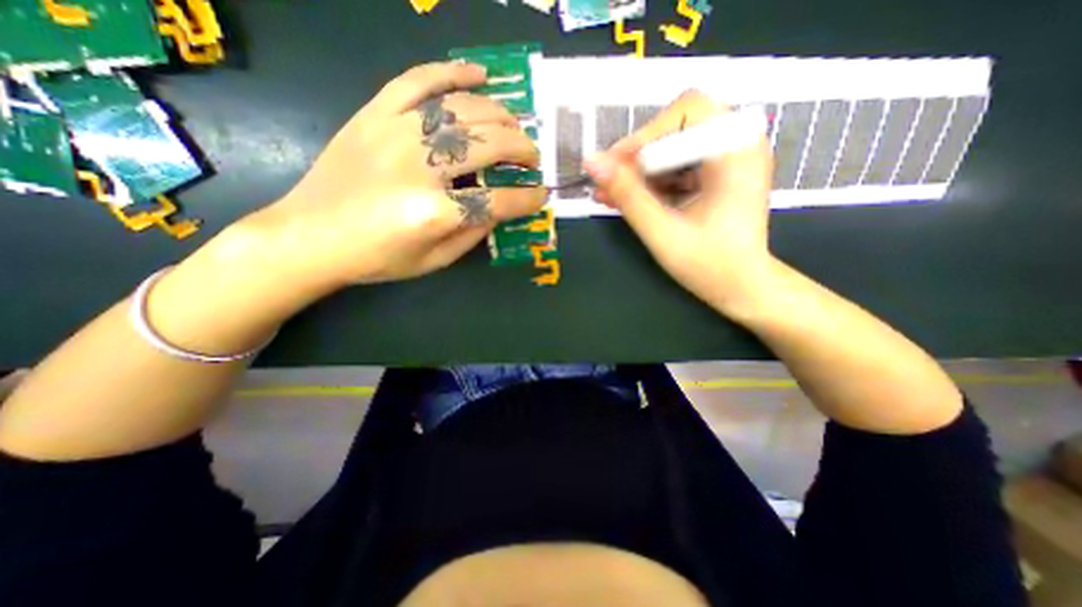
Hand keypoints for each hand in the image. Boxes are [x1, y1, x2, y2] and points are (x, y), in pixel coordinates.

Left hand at [249, 62, 544, 287]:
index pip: (498, 200)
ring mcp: (394, 133)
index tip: (542, 195)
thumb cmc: (376, 258)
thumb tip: (500, 209)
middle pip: (487, 145)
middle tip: (532, 157)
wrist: (309, 236)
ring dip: (498, 116)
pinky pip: (417, 80)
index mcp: (434, 212)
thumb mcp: (433, 261)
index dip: (527, 198)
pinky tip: (478, 74)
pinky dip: (451, 72)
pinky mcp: (373, 115)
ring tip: (514, 126)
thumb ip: (472, 234)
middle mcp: (418, 166)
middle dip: (521, 150)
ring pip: (461, 109)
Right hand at [588, 91, 774, 316]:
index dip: (645, 135)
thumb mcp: (662, 231)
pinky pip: (676, 167)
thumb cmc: (709, 265)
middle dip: (638, 155)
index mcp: (737, 151)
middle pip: (677, 127)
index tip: (614, 167)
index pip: (687, 111)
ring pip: (672, 148)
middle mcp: (738, 145)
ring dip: (639, 171)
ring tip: (608, 194)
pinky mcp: (716, 175)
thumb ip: (627, 195)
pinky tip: (627, 199)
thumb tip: (592, 162)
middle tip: (608, 183)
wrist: (742, 289)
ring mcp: (728, 160)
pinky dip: (650, 182)